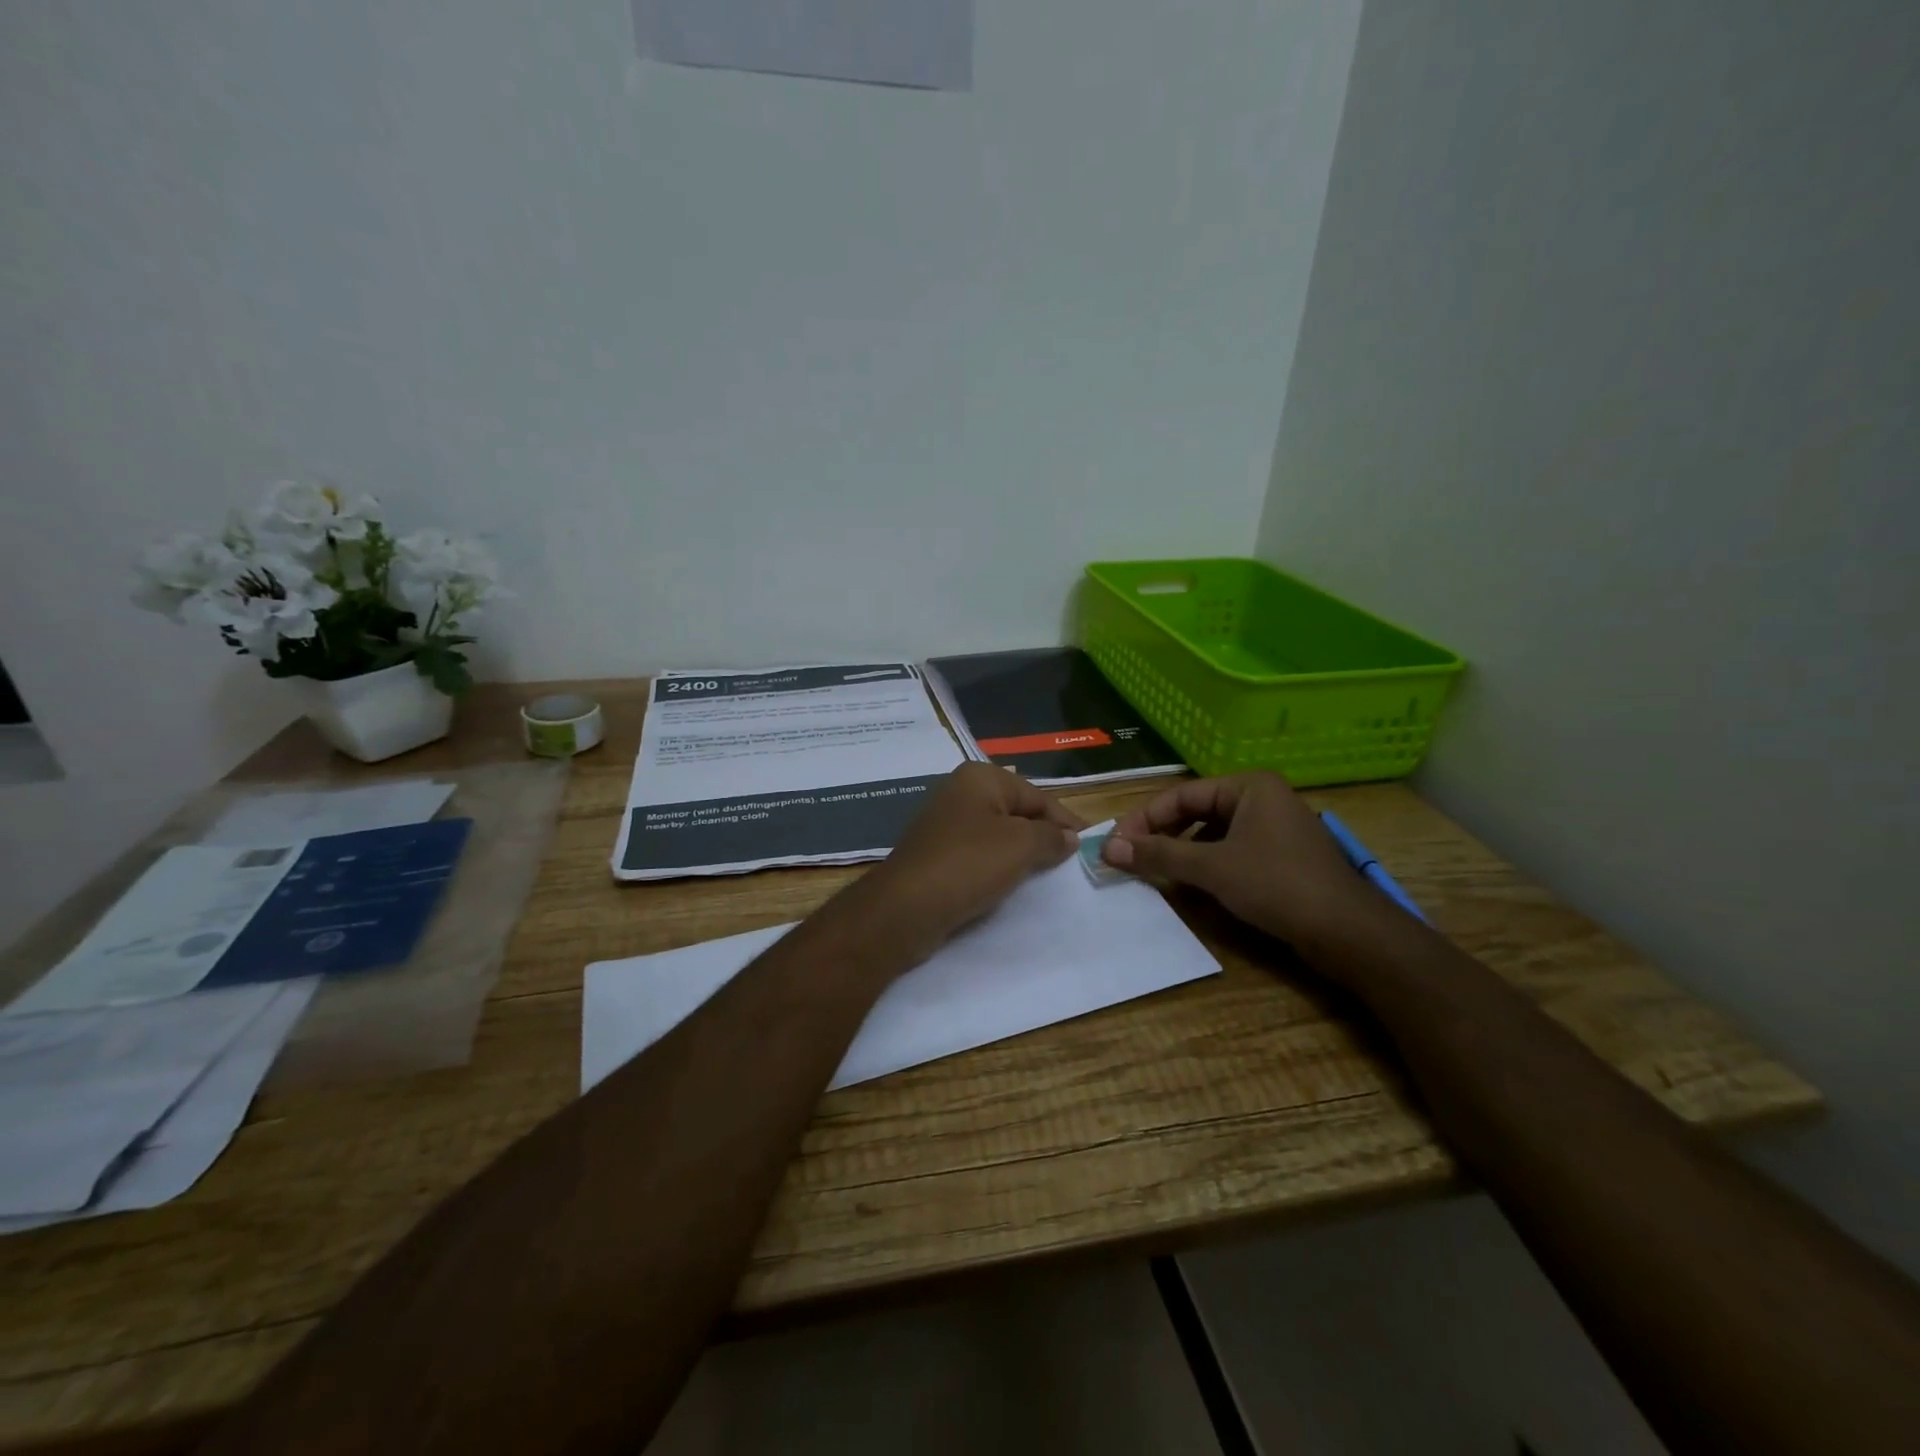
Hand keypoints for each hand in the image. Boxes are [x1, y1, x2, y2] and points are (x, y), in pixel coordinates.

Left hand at [846, 763, 1082, 965]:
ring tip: (1046, 877)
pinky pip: (978, 856)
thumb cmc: (968, 864)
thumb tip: (1069, 837)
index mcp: (980, 777)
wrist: (905, 907)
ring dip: (1020, 855)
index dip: (1064, 820)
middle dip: (1043, 836)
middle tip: (1070, 864)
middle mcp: (960, 792)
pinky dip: (997, 869)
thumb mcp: (1021, 846)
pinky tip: (1010, 886)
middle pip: (1016, 812)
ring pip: (997, 836)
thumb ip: (1051, 837)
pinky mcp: (936, 855)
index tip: (1088, 845)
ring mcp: (944, 825)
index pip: (1037, 796)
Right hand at [1101, 772, 1375, 943]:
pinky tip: (1191, 885)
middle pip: (1196, 811)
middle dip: (1162, 835)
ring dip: (1182, 852)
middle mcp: (1262, 798)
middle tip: (1130, 858)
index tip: (1115, 844)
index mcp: (1248, 786)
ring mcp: (1274, 828)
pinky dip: (1207, 864)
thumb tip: (1108, 849)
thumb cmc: (1277, 885)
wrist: (1348, 931)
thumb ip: (1159, 856)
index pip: (1181, 795)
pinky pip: (1231, 851)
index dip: (1144, 819)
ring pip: (1213, 833)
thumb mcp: (1211, 868)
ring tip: (1156, 872)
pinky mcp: (1281, 856)